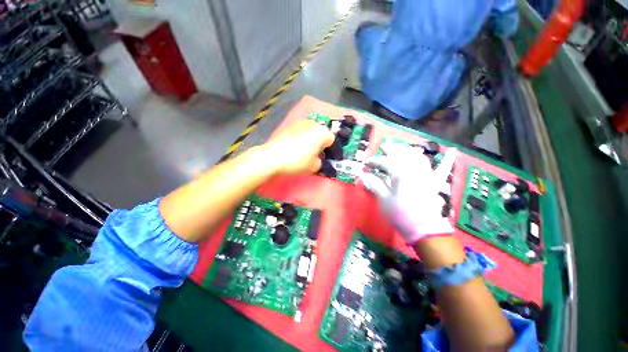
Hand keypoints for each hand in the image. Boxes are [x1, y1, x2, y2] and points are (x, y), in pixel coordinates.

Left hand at [262, 119, 334, 174]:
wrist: (272, 157)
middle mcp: (313, 124)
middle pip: (321, 133)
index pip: (332, 140)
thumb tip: (318, 158)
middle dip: (321, 143)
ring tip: (305, 150)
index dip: (330, 150)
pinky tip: (295, 147)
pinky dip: (301, 137)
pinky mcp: (289, 126)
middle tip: (316, 154)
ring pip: (311, 131)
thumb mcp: (315, 167)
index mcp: (322, 133)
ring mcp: (300, 123)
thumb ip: (321, 162)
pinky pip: (301, 131)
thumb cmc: (297, 161)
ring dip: (311, 139)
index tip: (326, 158)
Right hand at [360, 141, 457, 244]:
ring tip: (403, 148)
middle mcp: (414, 171)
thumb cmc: (400, 215)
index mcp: (399, 175)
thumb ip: (375, 185)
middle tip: (383, 146)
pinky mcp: (435, 183)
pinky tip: (452, 150)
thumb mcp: (384, 200)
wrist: (423, 230)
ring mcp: (426, 176)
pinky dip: (447, 160)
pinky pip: (443, 169)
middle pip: (402, 155)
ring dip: (410, 151)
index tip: (366, 163)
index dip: (374, 161)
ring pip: (419, 158)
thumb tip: (364, 175)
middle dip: (391, 149)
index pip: (384, 162)